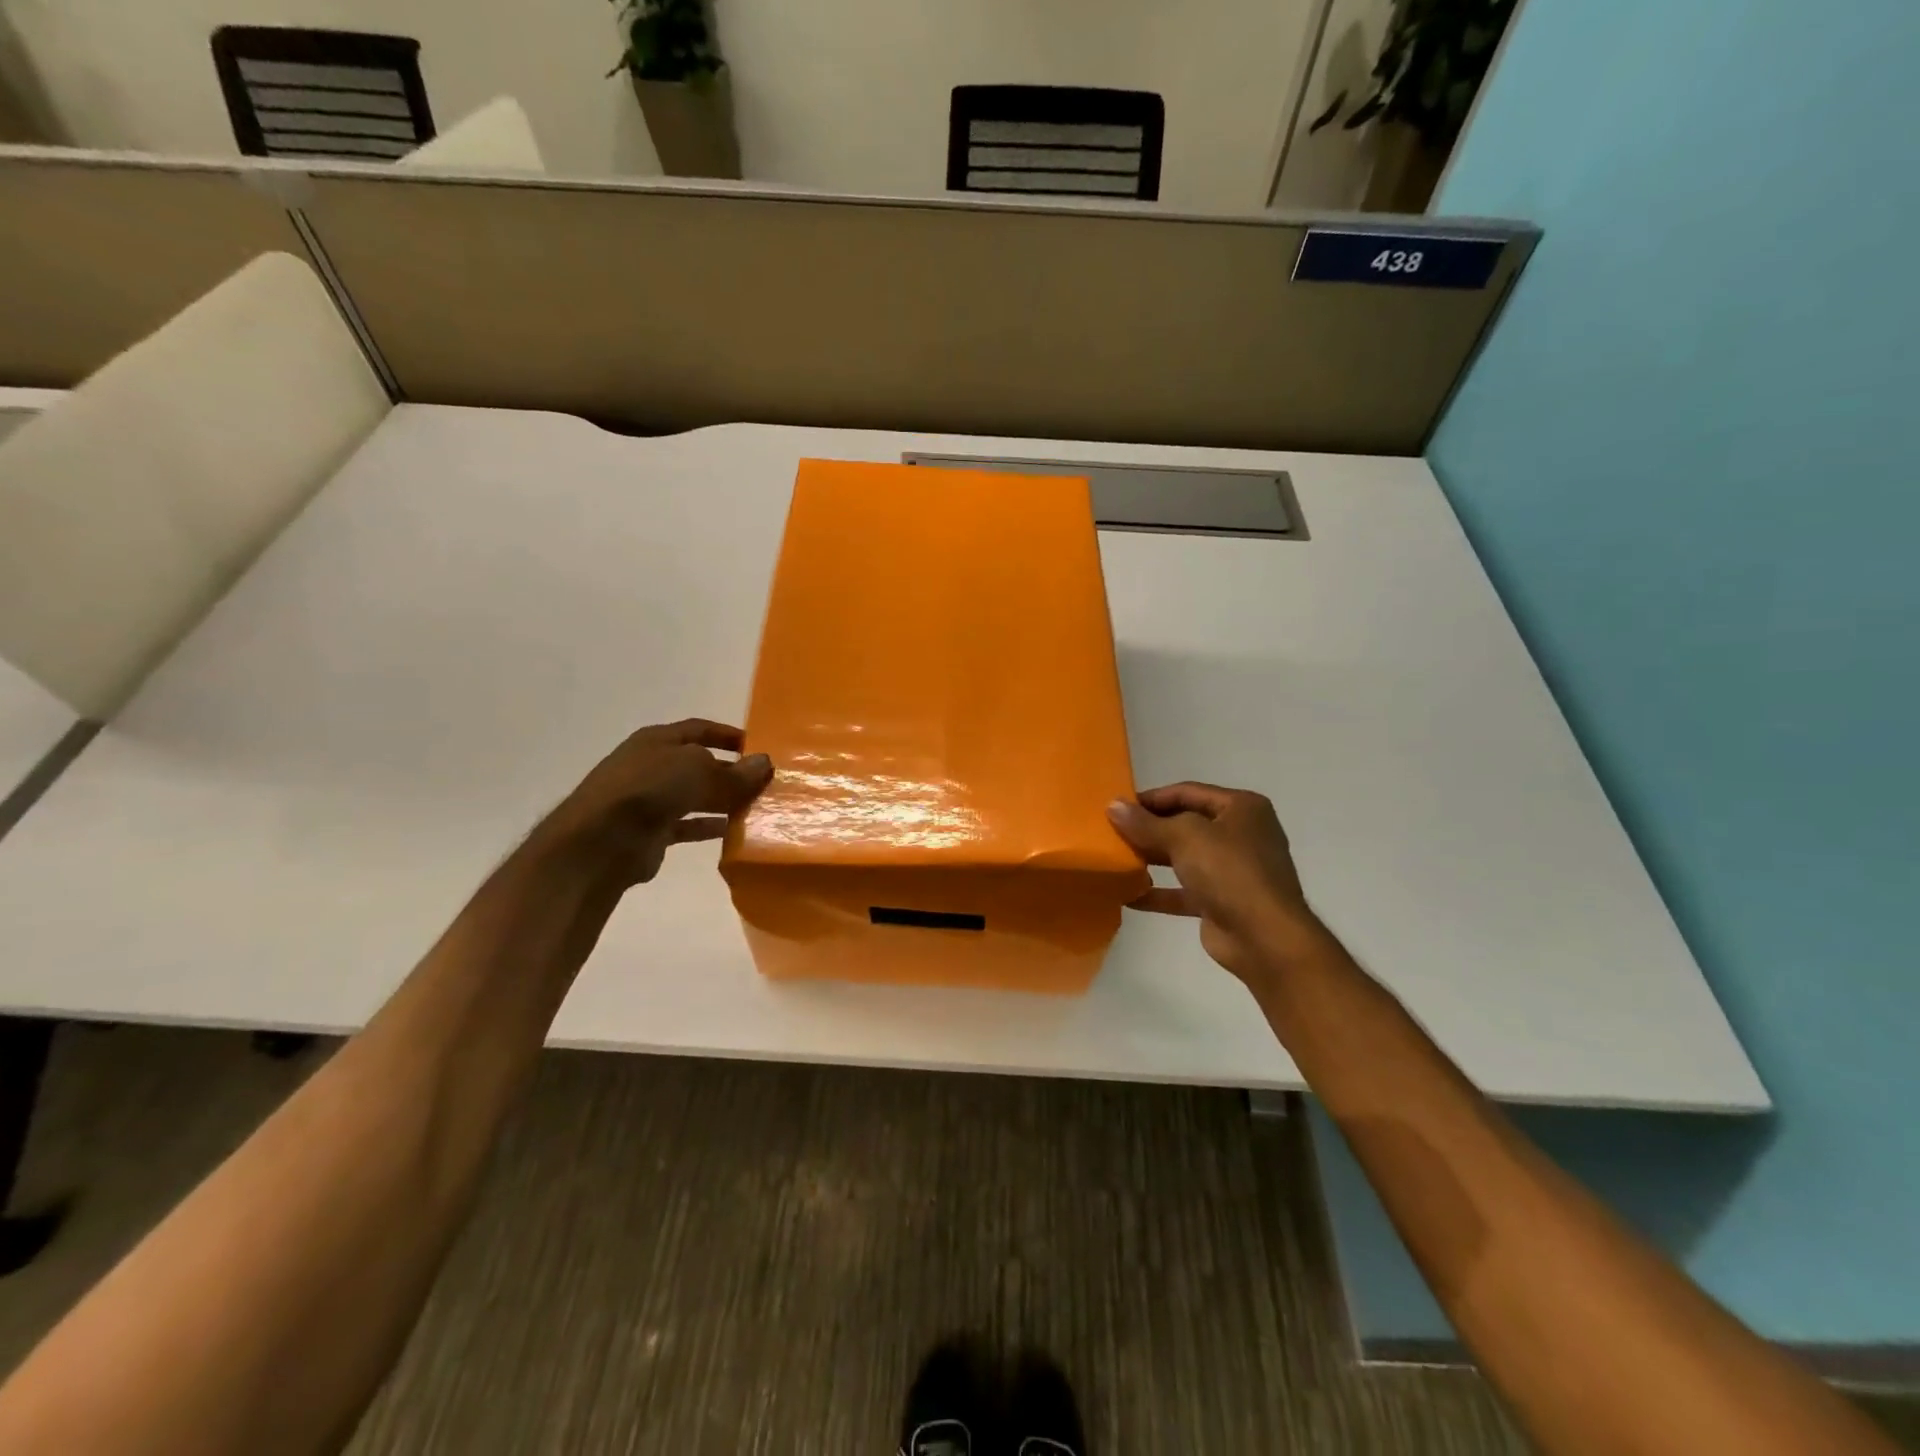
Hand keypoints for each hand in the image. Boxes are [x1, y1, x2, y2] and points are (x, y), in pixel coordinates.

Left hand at [532, 719, 771, 888]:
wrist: (601, 841)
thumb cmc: (649, 788)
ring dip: (723, 800)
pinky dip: (708, 827)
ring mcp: (648, 800)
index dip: (729, 735)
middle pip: (699, 764)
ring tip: (755, 807)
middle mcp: (652, 765)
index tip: (758, 746)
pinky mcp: (650, 832)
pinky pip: (687, 825)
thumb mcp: (699, 770)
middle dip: (730, 771)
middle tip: (764, 782)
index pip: (700, 729)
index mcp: (657, 739)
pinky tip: (732, 831)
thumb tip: (764, 763)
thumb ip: (735, 771)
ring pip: (695, 796)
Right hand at [1107, 783, 1323, 987]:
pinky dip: (1159, 892)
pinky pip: (1184, 891)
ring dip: (1151, 859)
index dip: (1151, 798)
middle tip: (1112, 833)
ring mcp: (1233, 870)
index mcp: (1241, 808)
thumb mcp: (1184, 837)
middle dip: (1149, 829)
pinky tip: (1127, 896)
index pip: (1188, 792)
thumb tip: (1112, 806)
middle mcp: (1240, 834)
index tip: (1117, 808)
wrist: (1264, 938)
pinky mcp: (1222, 902)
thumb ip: (1145, 823)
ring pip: (1184, 857)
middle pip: (1185, 824)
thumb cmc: (1229, 872)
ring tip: (1116, 860)